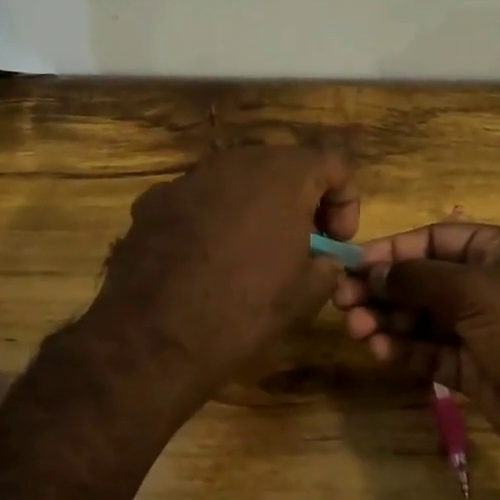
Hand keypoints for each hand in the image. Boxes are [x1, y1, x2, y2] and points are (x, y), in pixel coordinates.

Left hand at [88, 147, 359, 402]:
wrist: (155, 337)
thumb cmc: (244, 311)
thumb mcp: (306, 294)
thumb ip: (327, 263)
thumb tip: (322, 258)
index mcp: (283, 175)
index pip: (334, 163)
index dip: (345, 201)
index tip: (335, 242)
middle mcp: (235, 162)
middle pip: (282, 166)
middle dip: (299, 200)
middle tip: (300, 244)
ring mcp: (189, 178)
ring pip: (237, 181)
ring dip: (254, 207)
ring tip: (250, 253)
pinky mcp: (154, 200)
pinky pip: (198, 200)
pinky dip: (212, 219)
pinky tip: (204, 260)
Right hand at [332, 223, 499, 476]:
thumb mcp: (475, 291)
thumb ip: (418, 278)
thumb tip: (371, 271)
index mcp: (498, 252)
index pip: (434, 240)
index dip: (393, 251)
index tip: (354, 264)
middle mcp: (487, 286)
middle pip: (422, 280)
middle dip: (383, 289)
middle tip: (343, 302)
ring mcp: (479, 329)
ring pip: (421, 318)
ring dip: (388, 321)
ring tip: (358, 330)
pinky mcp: (472, 369)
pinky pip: (429, 352)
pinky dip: (404, 350)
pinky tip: (380, 351)